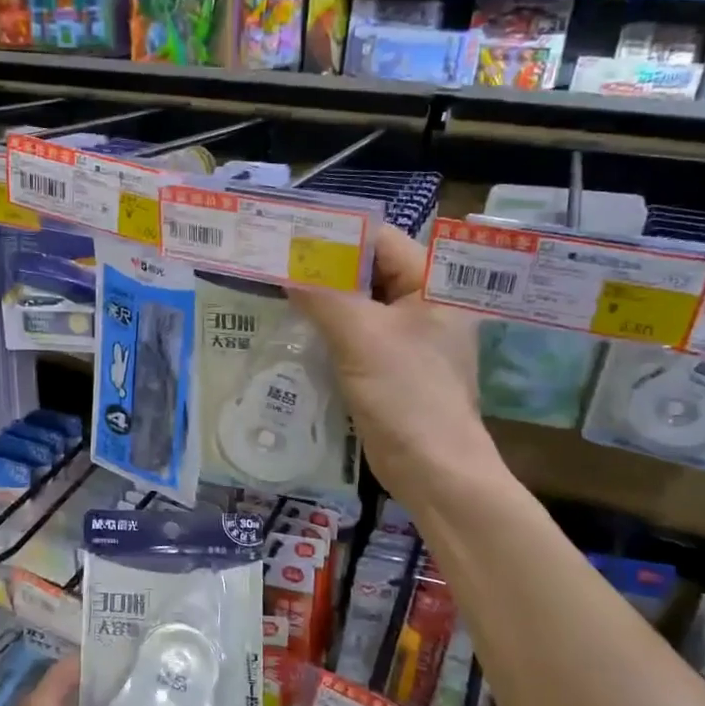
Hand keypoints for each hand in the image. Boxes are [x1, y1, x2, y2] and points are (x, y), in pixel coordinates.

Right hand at [288, 224, 503, 505]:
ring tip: (272, 291)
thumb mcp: (360, 336)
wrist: (432, 469)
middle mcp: (424, 302)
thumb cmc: (406, 394)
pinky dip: (326, 330)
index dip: (332, 236)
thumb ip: (322, 294)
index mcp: (433, 283)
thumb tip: (284, 267)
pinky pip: (354, 335)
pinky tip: (291, 329)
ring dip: (320, 301)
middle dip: (320, 269)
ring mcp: (407, 336)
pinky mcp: (389, 365)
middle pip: (366, 271)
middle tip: (271, 263)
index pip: (378, 240)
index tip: (285, 236)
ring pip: (356, 304)